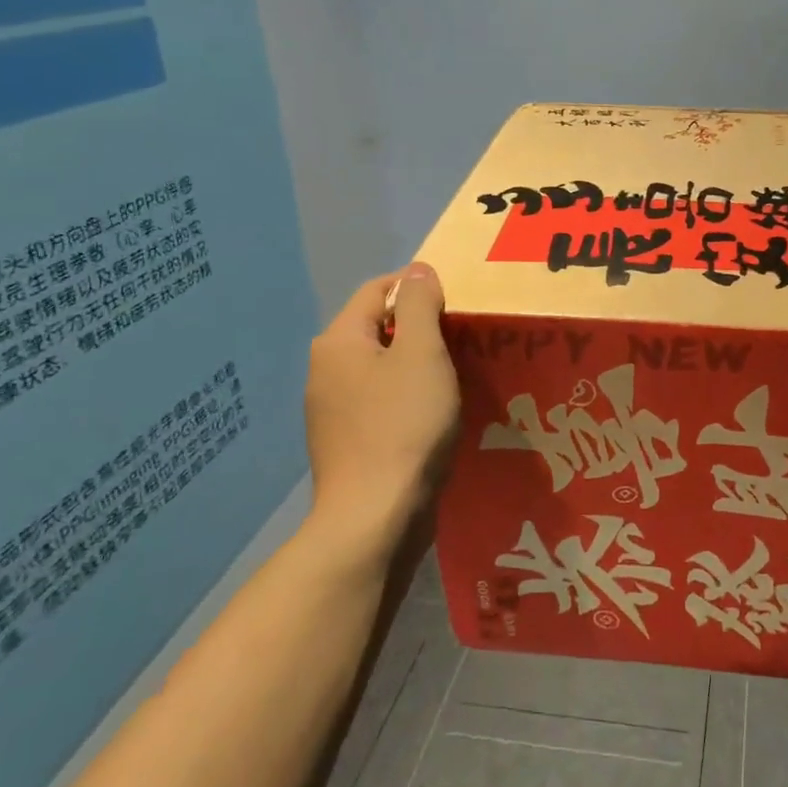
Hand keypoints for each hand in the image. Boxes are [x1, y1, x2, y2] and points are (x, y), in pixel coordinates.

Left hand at [301, 263, 459, 573]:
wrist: (374, 516)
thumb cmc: (404, 425)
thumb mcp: (422, 353)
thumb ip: (419, 305)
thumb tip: (417, 270)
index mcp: (339, 341)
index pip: (377, 290)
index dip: (416, 286)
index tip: (457, 302)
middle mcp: (325, 369)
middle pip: (376, 328)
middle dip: (418, 327)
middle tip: (462, 340)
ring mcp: (331, 410)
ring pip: (379, 368)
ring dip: (414, 364)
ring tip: (454, 376)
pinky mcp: (345, 442)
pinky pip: (378, 401)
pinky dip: (405, 397)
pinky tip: (431, 415)